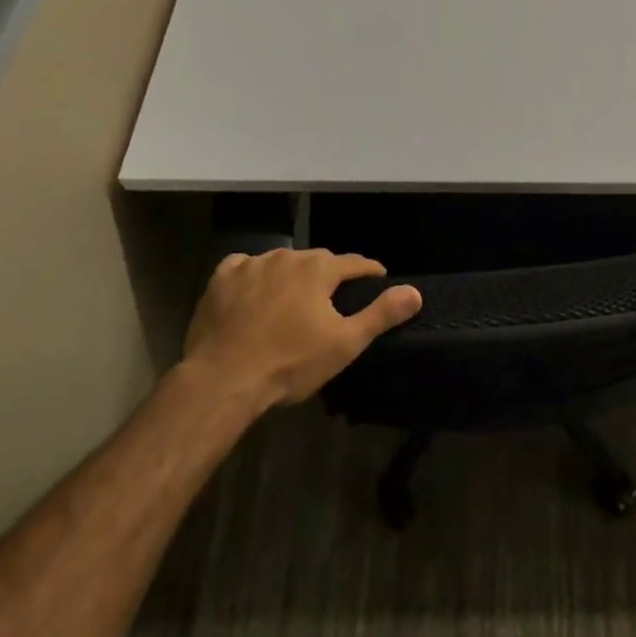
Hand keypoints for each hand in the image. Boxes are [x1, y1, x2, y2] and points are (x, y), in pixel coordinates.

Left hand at [181, 248, 421, 408]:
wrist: (223, 380)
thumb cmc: (290, 363)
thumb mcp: (345, 343)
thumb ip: (381, 314)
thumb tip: (415, 292)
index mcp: (318, 269)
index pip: (354, 263)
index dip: (369, 271)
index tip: (378, 278)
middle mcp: (286, 256)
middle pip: (317, 260)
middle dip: (329, 274)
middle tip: (335, 297)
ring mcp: (250, 265)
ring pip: (281, 262)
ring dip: (292, 275)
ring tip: (295, 297)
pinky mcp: (220, 279)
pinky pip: (244, 268)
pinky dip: (255, 276)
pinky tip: (254, 291)